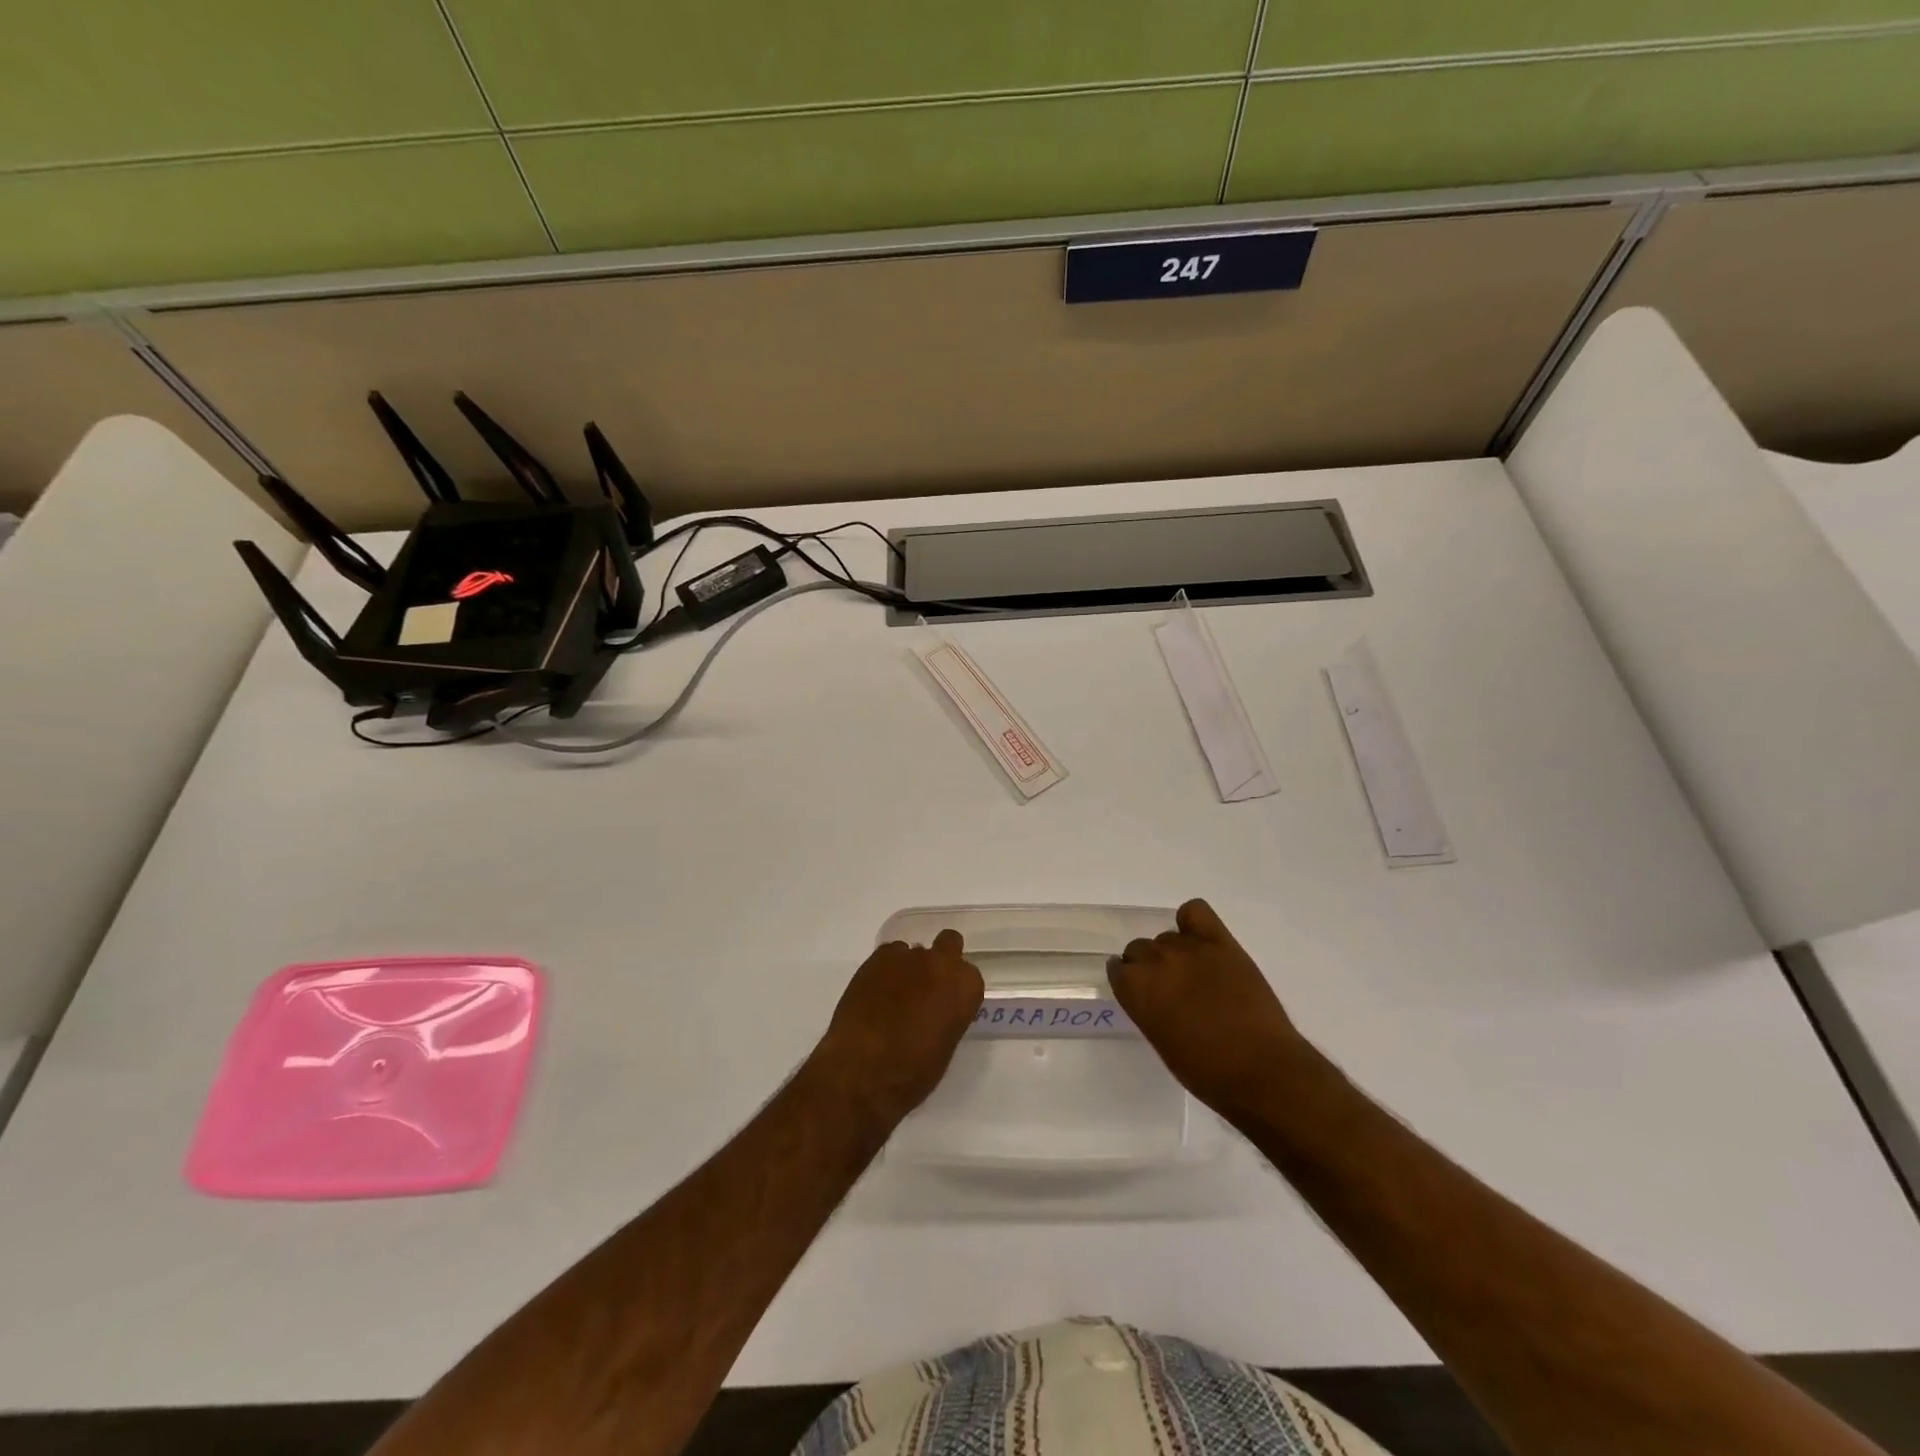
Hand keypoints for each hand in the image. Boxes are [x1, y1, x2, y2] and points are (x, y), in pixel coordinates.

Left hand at [811, 930, 983, 1127]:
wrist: (863, 1070)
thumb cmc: (912, 1072)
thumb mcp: (944, 1047)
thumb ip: (947, 1017)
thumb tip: (935, 1011)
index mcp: (965, 987)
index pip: (969, 976)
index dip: (956, 990)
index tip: (946, 1005)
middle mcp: (941, 963)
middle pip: (949, 944)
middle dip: (941, 960)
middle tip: (926, 987)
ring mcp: (907, 956)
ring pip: (914, 952)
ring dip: (909, 968)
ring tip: (892, 997)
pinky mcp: (876, 958)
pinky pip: (887, 956)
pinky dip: (884, 970)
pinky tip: (874, 993)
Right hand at [1108, 899, 1306, 1123]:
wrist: (1262, 1070)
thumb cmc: (1207, 1071)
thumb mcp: (1161, 1042)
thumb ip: (1148, 1009)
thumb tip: (1154, 995)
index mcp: (1136, 990)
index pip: (1117, 968)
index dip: (1129, 980)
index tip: (1142, 992)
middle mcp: (1156, 962)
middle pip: (1139, 948)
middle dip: (1149, 966)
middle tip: (1171, 987)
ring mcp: (1189, 948)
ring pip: (1167, 937)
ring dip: (1174, 953)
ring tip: (1195, 974)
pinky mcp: (1220, 942)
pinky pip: (1195, 911)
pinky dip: (1192, 922)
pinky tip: (1201, 941)